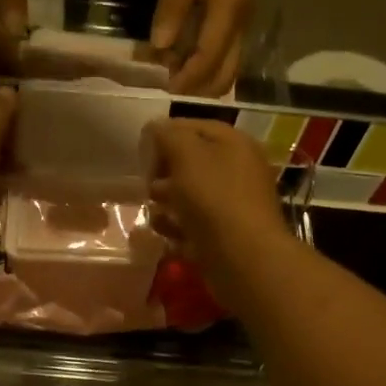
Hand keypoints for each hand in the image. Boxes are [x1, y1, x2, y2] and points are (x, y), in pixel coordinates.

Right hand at [141, 119, 292, 299]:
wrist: (243, 258)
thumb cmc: (214, 198)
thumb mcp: (187, 155)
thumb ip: (168, 135)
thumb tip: (155, 127)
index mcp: (235, 144)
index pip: (196, 127)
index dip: (167, 134)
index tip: (142, 149)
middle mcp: (238, 170)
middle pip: (192, 163)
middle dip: (164, 173)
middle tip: (148, 185)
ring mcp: (232, 205)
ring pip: (190, 196)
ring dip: (167, 203)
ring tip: (156, 213)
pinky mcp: (224, 235)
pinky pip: (193, 225)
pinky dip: (178, 228)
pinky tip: (168, 235)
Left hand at [153, 0, 254, 95]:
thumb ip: (172, 8)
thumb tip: (160, 46)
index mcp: (227, 13)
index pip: (209, 59)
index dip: (187, 78)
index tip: (164, 88)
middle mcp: (240, 25)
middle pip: (225, 75)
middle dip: (197, 86)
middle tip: (167, 82)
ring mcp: (241, 24)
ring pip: (227, 68)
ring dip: (201, 77)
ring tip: (170, 68)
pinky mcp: (235, 21)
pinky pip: (224, 56)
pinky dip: (205, 64)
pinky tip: (181, 55)